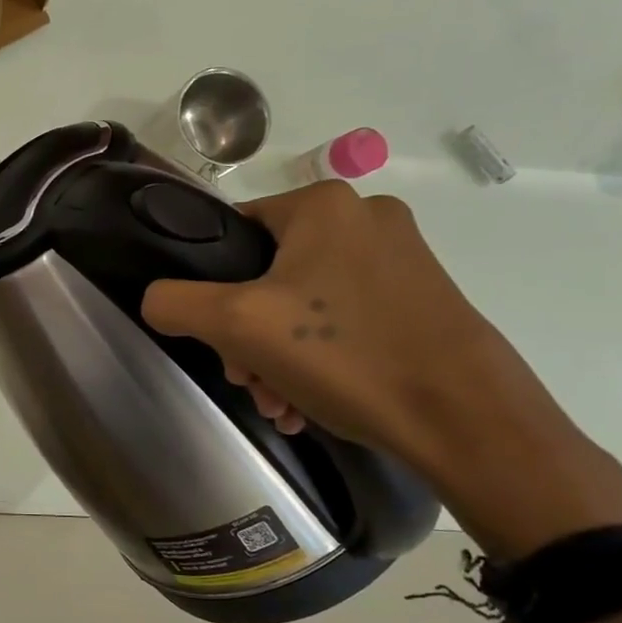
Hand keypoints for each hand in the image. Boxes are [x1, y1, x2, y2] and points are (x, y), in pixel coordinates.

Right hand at [140, 180, 621, 557]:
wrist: (465, 418)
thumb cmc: (344, 355)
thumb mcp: (236, 325)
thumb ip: (175, 302)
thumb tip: (155, 300)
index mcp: (323, 204)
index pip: (233, 232)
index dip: (210, 286)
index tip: (216, 339)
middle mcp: (364, 217)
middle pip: (266, 273)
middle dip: (246, 336)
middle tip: (247, 381)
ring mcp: (400, 258)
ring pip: (302, 303)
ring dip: (276, 356)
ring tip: (278, 404)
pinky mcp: (421, 298)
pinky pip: (343, 320)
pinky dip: (317, 358)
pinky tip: (307, 403)